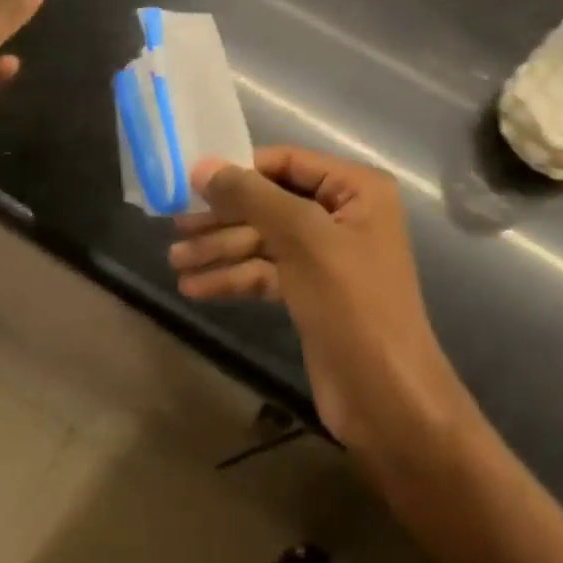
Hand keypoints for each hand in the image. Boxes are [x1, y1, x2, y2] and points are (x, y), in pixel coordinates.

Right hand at [169, 147, 468, 451]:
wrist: (387, 400)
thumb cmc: (353, 304)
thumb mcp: (303, 239)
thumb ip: (252, 197)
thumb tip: (203, 166)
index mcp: (356, 188)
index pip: (287, 162)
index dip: (240, 170)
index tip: (191, 180)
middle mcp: (343, 213)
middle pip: (271, 203)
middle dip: (224, 217)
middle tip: (175, 226)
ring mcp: (327, 255)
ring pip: (264, 240)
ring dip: (221, 250)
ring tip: (174, 261)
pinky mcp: (311, 292)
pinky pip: (266, 272)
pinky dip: (235, 278)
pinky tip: (195, 288)